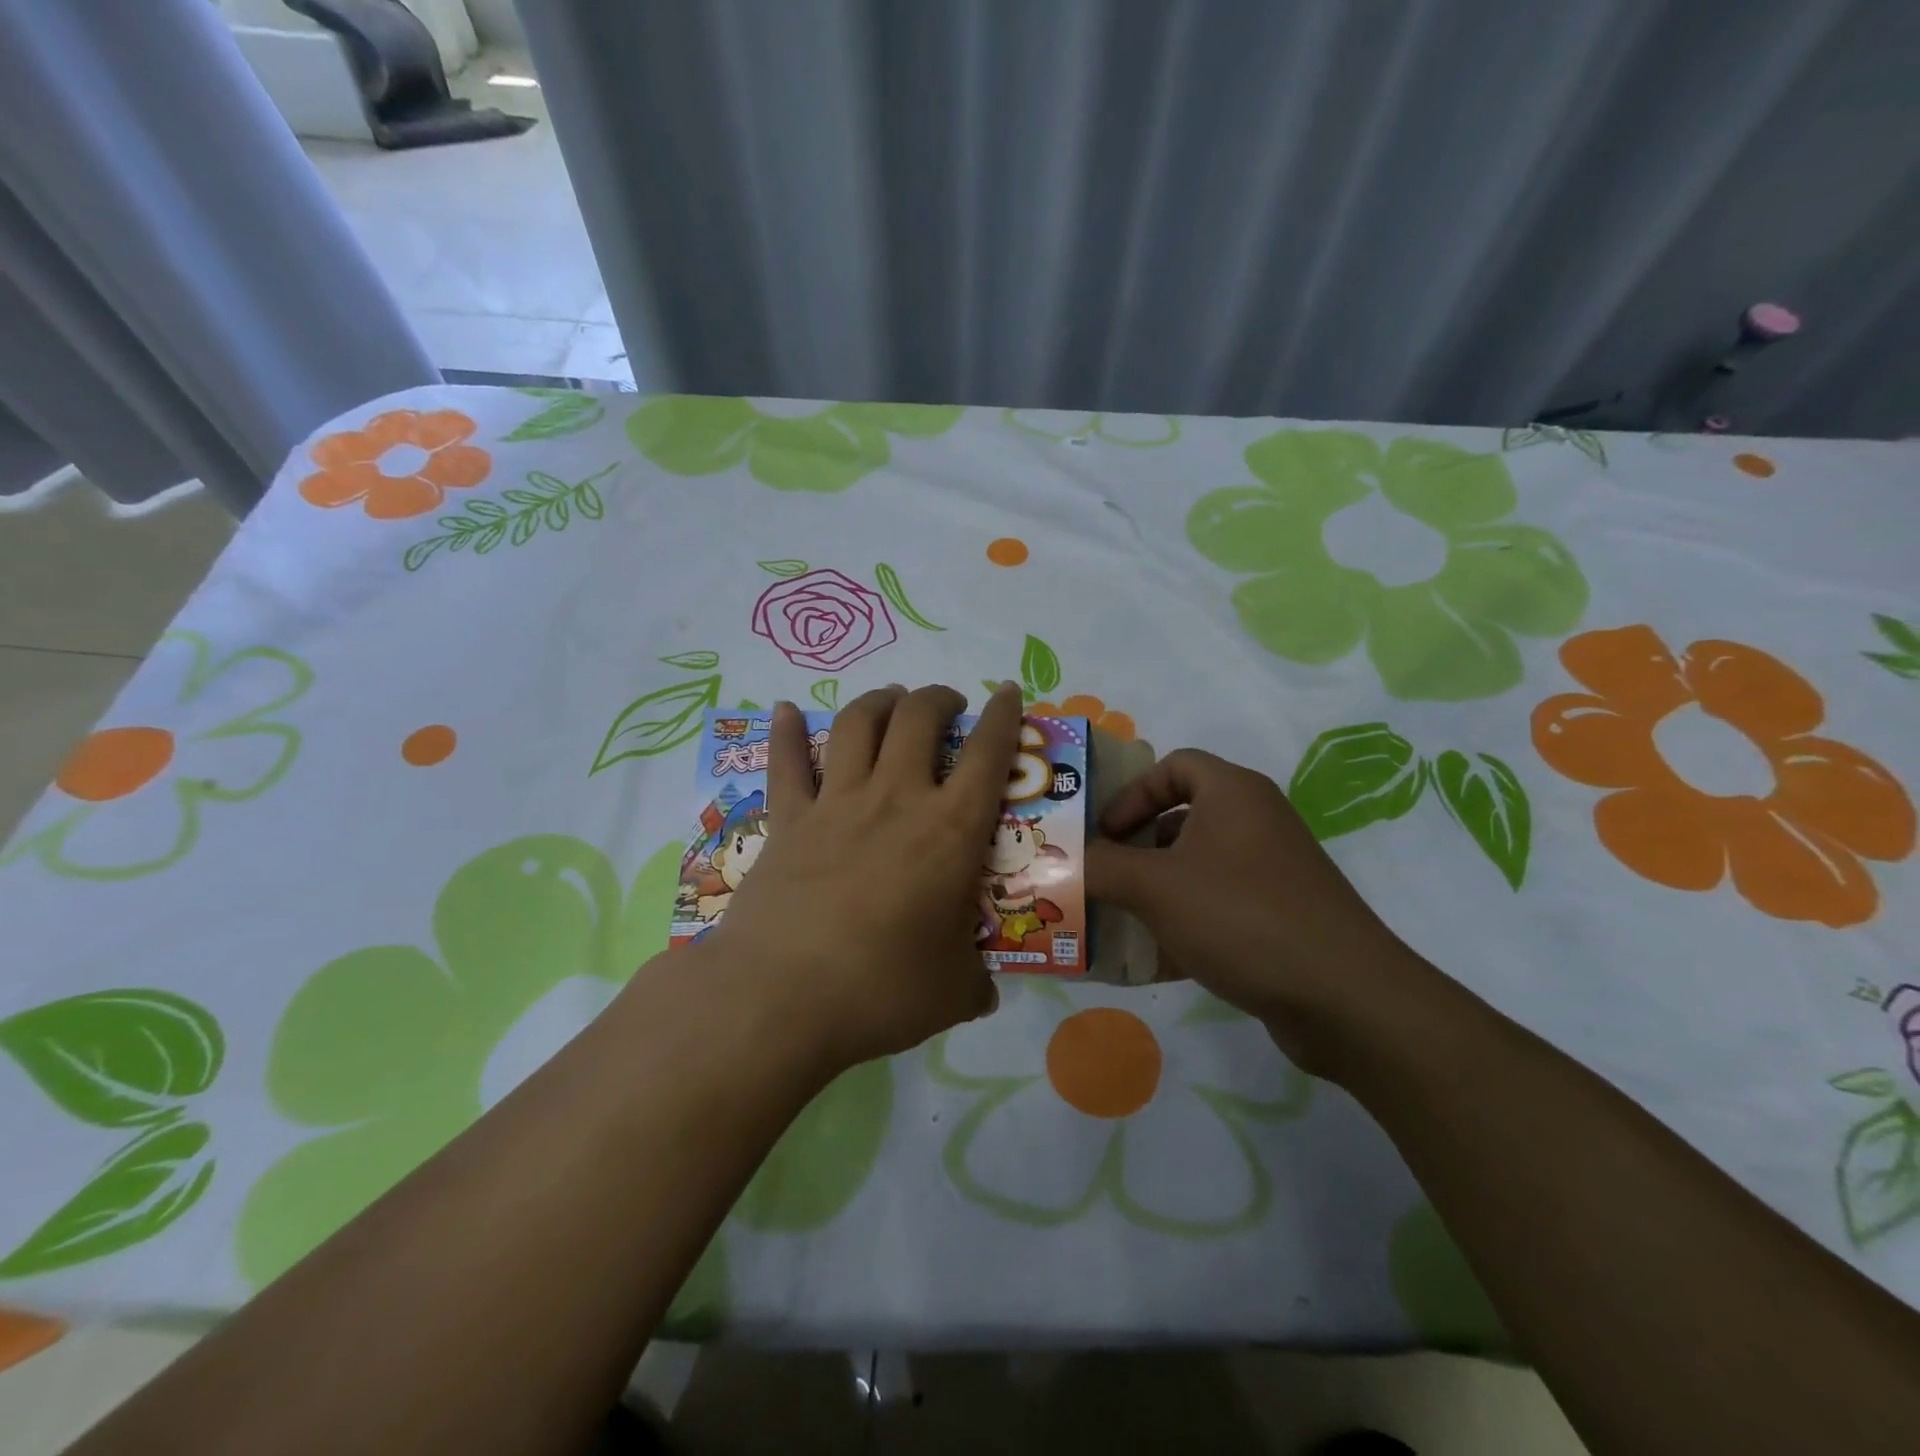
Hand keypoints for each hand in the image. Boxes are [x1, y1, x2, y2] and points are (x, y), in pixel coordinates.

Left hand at [705, 683, 1020, 1073]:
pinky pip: (786, 764)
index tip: (1008, 693)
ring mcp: (836, 804)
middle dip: (938, 699)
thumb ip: (975, 980)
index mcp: (950, 831)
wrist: (782, 998)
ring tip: (892, 701)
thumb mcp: (954, 992)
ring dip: (880, 701)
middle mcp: (895, 799)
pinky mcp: (787, 822)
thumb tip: (983, 990)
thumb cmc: (881, 991)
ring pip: (858, 724)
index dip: (1003, 716)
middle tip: (948, 707)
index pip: (987, 754)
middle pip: (919, 718)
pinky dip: (786, 731)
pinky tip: (786, 709)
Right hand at [1086, 749, 1426, 1072]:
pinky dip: (1184, 921)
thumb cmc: (1241, 917)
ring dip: (1155, 887)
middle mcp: (1256, 821)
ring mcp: (1272, 871)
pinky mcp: (1280, 916)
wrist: (1344, 998)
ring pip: (1197, 865)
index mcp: (1233, 793)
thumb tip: (1063, 863)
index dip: (1131, 793)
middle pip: (1181, 816)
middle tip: (1102, 875)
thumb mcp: (1155, 887)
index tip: (1104, 833)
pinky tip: (1153, 957)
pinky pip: (1218, 905)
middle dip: (1136, 846)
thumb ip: (1101, 867)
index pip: (1173, 765)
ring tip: (1119, 918)